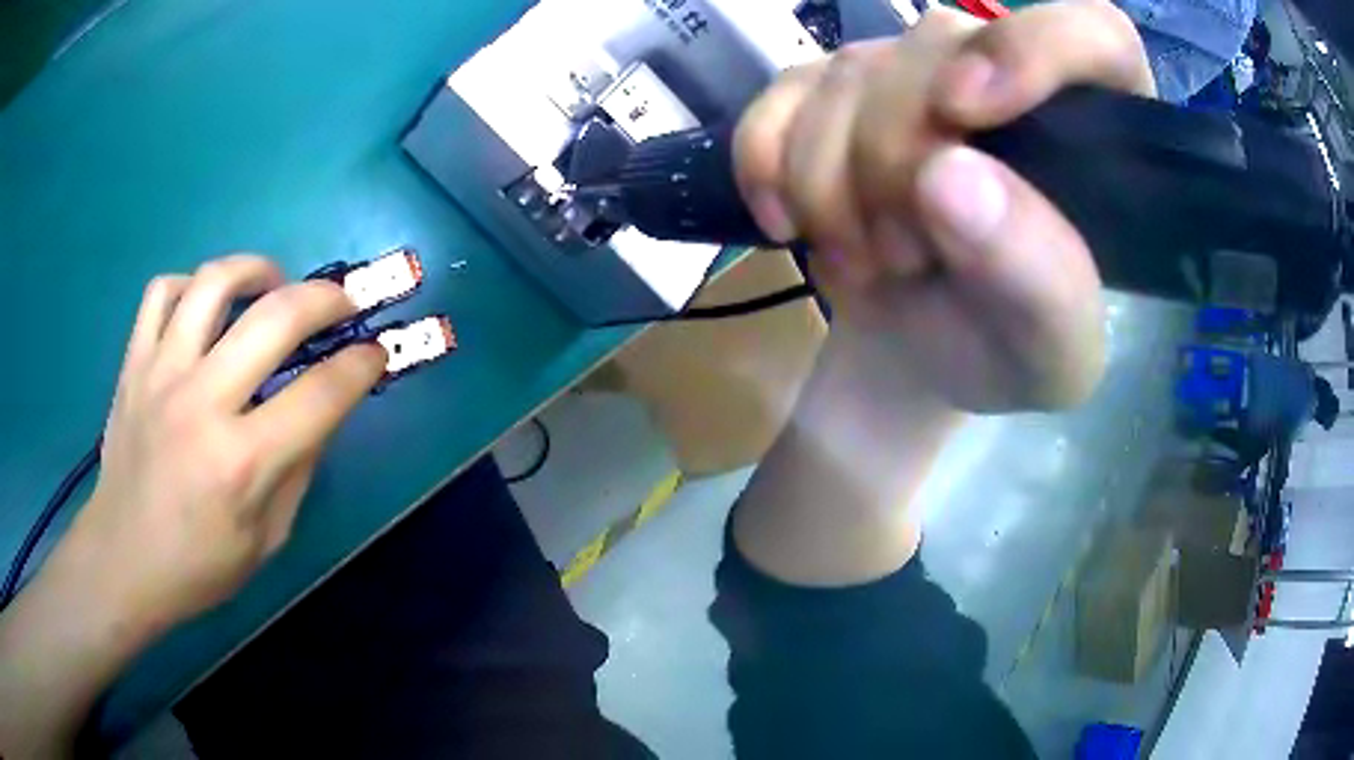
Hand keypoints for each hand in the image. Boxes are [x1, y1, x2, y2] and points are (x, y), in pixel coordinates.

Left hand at [68, 255, 385, 630]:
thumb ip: (298, 468)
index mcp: (243, 464)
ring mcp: (161, 375)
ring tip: (273, 284)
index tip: (376, 353)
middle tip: (344, 302)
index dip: (361, 365)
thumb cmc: (199, 566)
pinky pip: (162, 292)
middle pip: (276, 318)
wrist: (122, 560)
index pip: (321, 394)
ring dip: (257, 270)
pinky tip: (205, 306)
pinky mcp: (133, 364)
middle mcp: (202, 405)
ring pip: (214, 282)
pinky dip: (191, 286)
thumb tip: (322, 410)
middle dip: (328, 299)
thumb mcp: (267, 538)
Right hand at [734, 2, 1154, 411]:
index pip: (1092, 33)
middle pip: (938, 47)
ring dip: (831, 183)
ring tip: (867, 261)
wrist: (924, 350)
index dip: (1031, 48)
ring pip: (850, 71)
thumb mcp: (1052, 349)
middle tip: (904, 257)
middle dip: (896, 160)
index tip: (965, 112)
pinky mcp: (834, 90)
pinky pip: (780, 93)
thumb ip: (1035, 274)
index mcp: (1094, 127)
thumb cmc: (1009, 349)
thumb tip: (948, 176)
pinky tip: (788, 222)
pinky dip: (765, 162)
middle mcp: (1003, 71)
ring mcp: (911, 70)